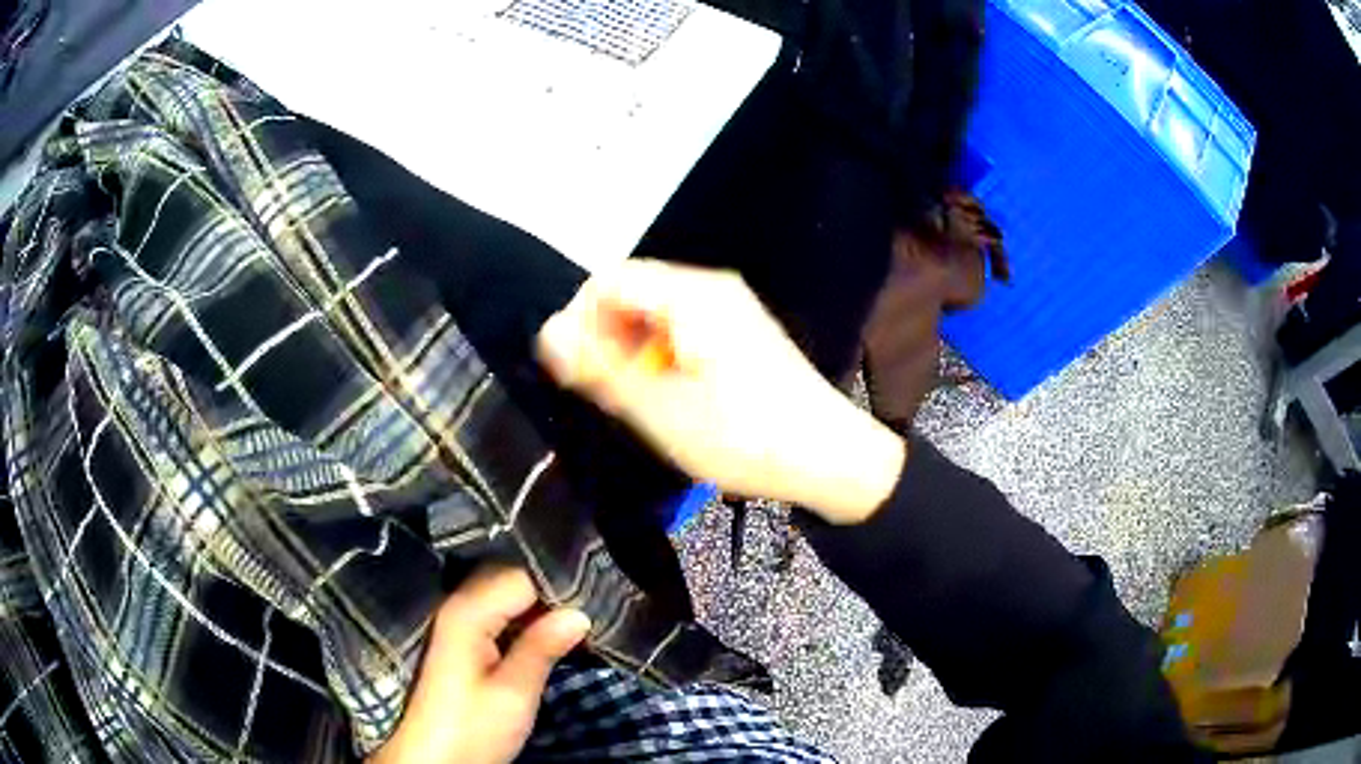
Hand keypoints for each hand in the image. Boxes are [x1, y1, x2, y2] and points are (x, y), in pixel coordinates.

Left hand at [370, 567, 589, 763]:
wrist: (432, 758)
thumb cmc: (471, 728)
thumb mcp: (514, 693)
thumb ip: (542, 648)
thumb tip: (580, 613)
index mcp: (468, 612)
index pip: (522, 576)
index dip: (560, 584)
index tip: (598, 596)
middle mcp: (458, 606)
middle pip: (511, 579)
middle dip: (551, 591)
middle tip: (593, 607)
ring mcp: (456, 623)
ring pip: (505, 597)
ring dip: (539, 607)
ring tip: (579, 620)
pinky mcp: (461, 642)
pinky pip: (497, 614)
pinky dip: (524, 620)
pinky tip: (549, 634)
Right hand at [537, 259, 904, 523]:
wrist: (829, 458)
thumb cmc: (743, 436)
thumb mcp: (660, 409)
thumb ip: (599, 367)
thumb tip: (546, 334)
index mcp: (692, 295)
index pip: (608, 281)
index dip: (578, 320)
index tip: (572, 371)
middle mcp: (712, 290)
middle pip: (633, 294)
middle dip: (605, 338)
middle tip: (600, 393)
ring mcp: (730, 311)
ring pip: (655, 316)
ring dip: (630, 351)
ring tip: (630, 401)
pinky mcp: (741, 335)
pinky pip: (681, 331)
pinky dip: (659, 358)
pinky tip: (663, 398)